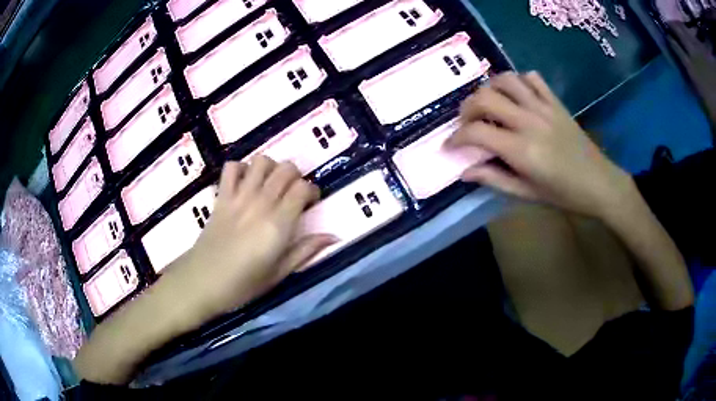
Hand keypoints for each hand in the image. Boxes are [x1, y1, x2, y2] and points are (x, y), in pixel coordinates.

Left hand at [163, 157, 335, 320]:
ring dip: (271, 168)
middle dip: (296, 176)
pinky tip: (245, 183)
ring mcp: (238, 196)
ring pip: (261, 161)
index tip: (310, 203)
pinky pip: (232, 167)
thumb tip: (334, 236)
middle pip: (286, 169)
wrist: (202, 281)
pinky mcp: (221, 196)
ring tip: (271, 185)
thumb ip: (306, 251)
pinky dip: (241, 169)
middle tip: (293, 194)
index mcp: (278, 224)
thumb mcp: (279, 273)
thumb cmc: (243, 284)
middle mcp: (260, 203)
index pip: (302, 188)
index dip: (312, 191)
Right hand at [447, 72, 631, 217]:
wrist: (599, 183)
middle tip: (467, 123)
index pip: (476, 132)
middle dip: (467, 108)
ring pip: (506, 79)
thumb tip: (465, 171)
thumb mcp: (527, 194)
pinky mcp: (556, 102)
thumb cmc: (564, 195)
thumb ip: (495, 179)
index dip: (456, 137)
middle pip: (485, 97)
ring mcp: (544, 107)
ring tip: (488, 103)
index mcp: (521, 150)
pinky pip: (532, 78)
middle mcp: (529, 121)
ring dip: (489, 88)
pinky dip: (519, 81)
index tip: (450, 145)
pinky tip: (517, 95)